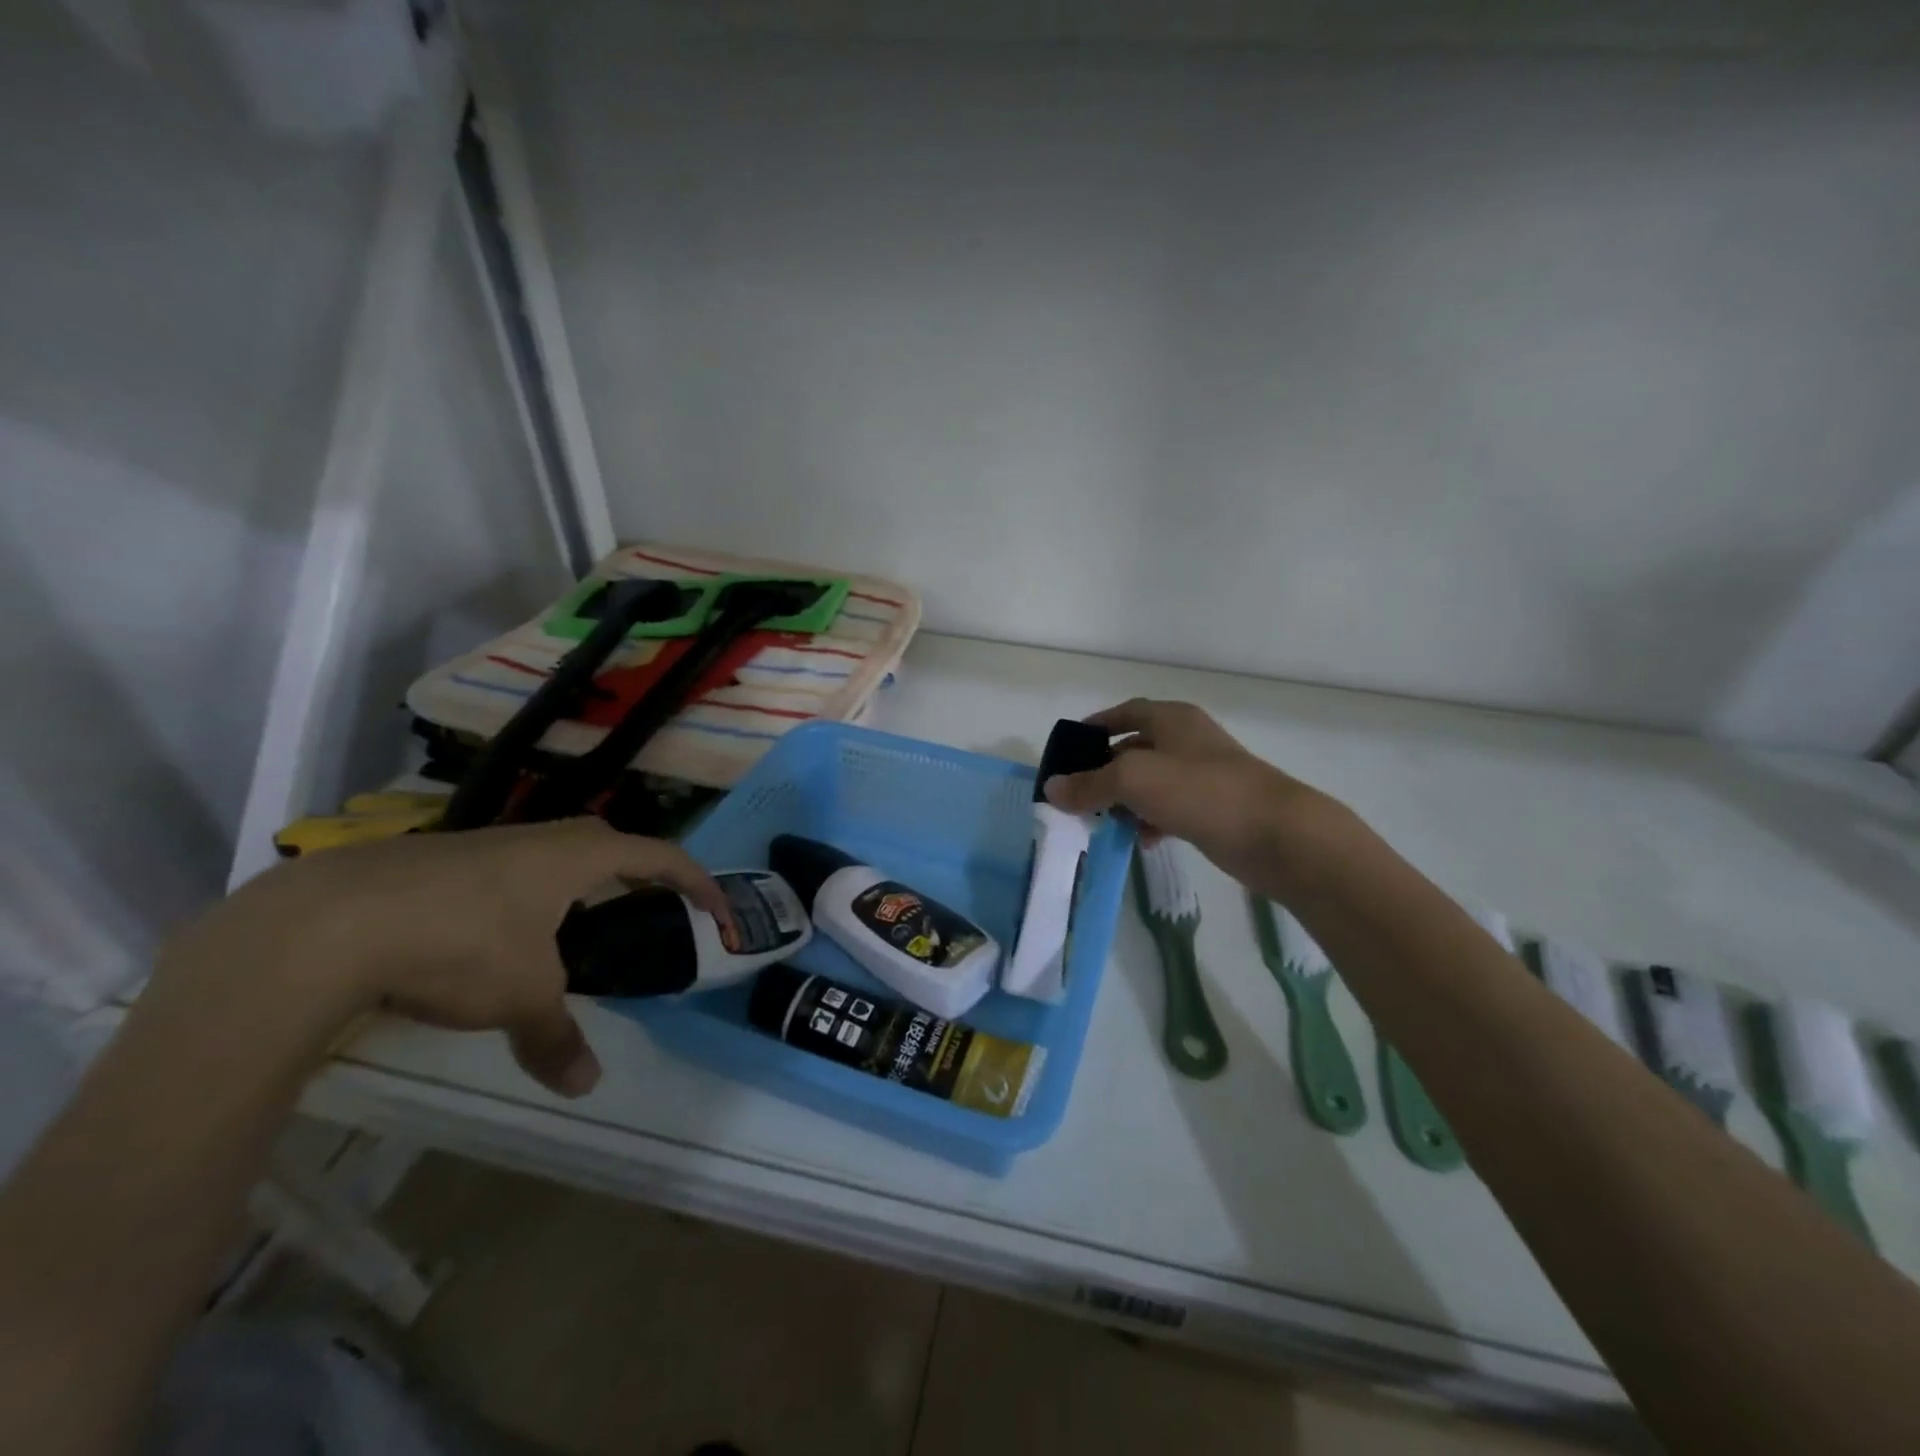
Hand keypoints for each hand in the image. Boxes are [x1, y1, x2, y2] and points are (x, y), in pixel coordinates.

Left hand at [160, 820, 725, 1097]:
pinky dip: (521, 899)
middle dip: (635, 875)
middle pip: (607, 845)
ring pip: (550, 857)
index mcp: (577, 856)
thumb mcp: (520, 997)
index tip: (716, 911)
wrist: (324, 924)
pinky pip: (504, 872)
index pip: (660, 856)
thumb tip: (585, 1087)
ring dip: (574, 888)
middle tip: (645, 911)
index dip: (696, 882)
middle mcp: (538, 839)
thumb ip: (557, 1037)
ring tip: (572, 933)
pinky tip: (494, 939)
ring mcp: (484, 845)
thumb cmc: (458, 943)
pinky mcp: (436, 862)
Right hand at [1044, 699, 1330, 885]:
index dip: (1096, 726)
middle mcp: (1187, 741)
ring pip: (1151, 783)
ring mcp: (1203, 775)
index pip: (1125, 712)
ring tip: (1102, 822)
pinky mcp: (1214, 807)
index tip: (1070, 748)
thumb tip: (1051, 788)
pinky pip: (1170, 809)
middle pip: (1134, 749)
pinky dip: (1151, 821)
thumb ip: (1089, 784)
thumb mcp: (1134, 780)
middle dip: (1104, 771)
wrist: (1275, 833)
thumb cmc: (1200, 791)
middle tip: (1076, 794)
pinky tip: (1141, 840)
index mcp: (1171, 719)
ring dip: (1125, 800)